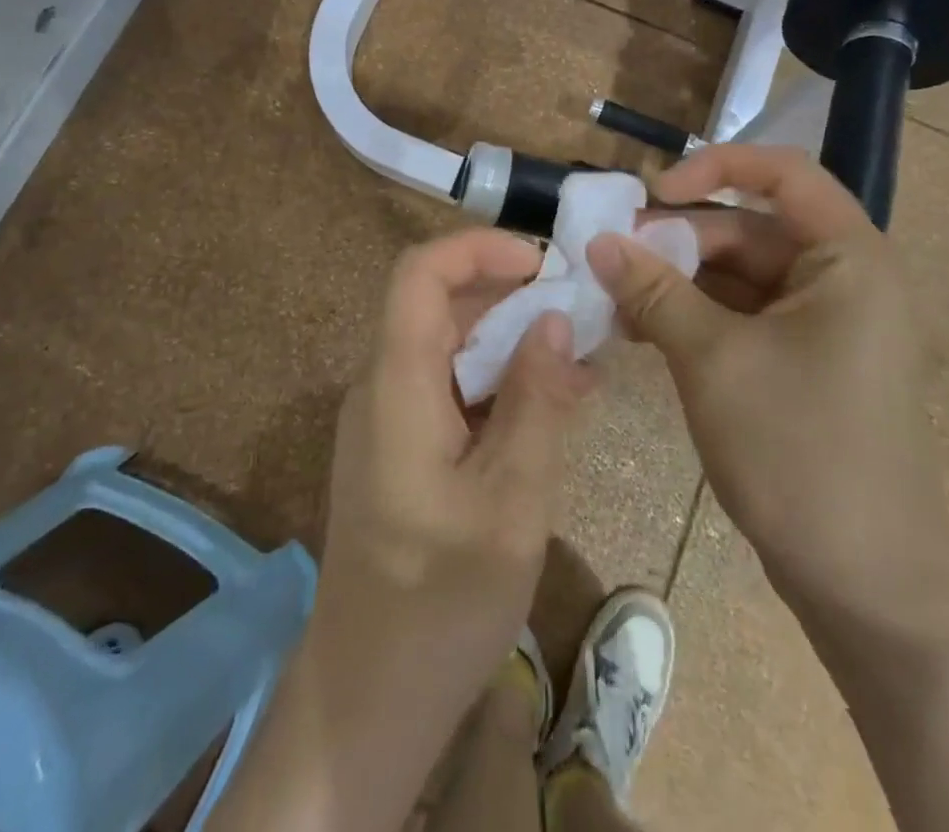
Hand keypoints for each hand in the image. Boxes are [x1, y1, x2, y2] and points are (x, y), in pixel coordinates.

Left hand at [312, 229, 591, 739]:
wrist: (368, 698)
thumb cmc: (441, 601)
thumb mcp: (511, 500)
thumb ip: (536, 401)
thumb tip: (554, 320)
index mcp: (397, 384)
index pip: (420, 273)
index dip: (478, 249)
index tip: (542, 263)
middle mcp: (383, 387)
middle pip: (438, 306)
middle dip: (508, 295)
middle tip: (578, 310)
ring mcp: (388, 420)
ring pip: (449, 348)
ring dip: (510, 342)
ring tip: (580, 358)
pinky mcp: (401, 450)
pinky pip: (450, 390)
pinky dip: (499, 385)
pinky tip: (553, 405)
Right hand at [586, 144, 948, 642]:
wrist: (866, 585)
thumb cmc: (800, 450)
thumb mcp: (714, 359)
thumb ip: (654, 290)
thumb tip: (598, 242)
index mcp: (847, 258)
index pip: (782, 172)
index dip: (715, 168)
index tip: (652, 193)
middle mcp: (840, 278)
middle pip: (748, 227)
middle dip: (677, 238)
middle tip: (608, 256)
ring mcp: (820, 323)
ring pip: (735, 274)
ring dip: (675, 281)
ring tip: (611, 299)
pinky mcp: (799, 361)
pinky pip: (738, 315)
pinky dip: (690, 315)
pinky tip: (638, 330)